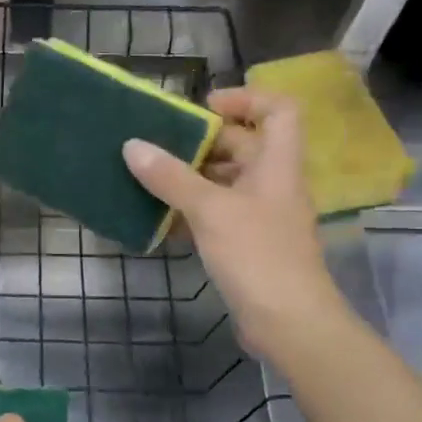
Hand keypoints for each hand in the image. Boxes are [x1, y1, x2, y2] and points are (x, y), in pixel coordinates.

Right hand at [122, 86, 339, 354]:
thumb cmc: (257, 255)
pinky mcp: (250, 246)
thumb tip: (132, 145)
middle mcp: (274, 184)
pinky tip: (162, 221)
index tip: (203, 108)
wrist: (288, 322)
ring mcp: (263, 217)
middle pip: (245, 146)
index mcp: (278, 164)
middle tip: (160, 146)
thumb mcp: (210, 210)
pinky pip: (220, 216)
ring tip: (151, 180)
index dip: (245, 99)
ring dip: (193, 179)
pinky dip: (193, 213)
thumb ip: (171, 177)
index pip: (278, 110)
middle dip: (204, 143)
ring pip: (228, 183)